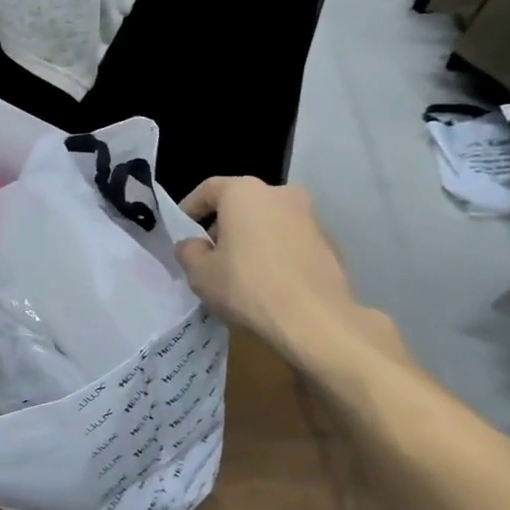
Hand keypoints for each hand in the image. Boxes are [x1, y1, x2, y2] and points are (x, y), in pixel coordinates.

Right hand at [174, 178, 388, 369]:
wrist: (315, 319)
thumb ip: (188, 251)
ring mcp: (309, 217)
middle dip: (223, 224)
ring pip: (268, 221)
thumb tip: (193, 245)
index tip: (181, 230)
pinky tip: (267, 281)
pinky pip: (290, 241)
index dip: (190, 208)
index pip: (209, 189)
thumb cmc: (247, 286)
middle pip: (241, 203)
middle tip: (209, 253)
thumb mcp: (199, 273)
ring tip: (238, 270)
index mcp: (244, 192)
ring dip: (250, 238)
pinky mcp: (328, 243)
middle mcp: (280, 194)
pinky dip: (275, 253)